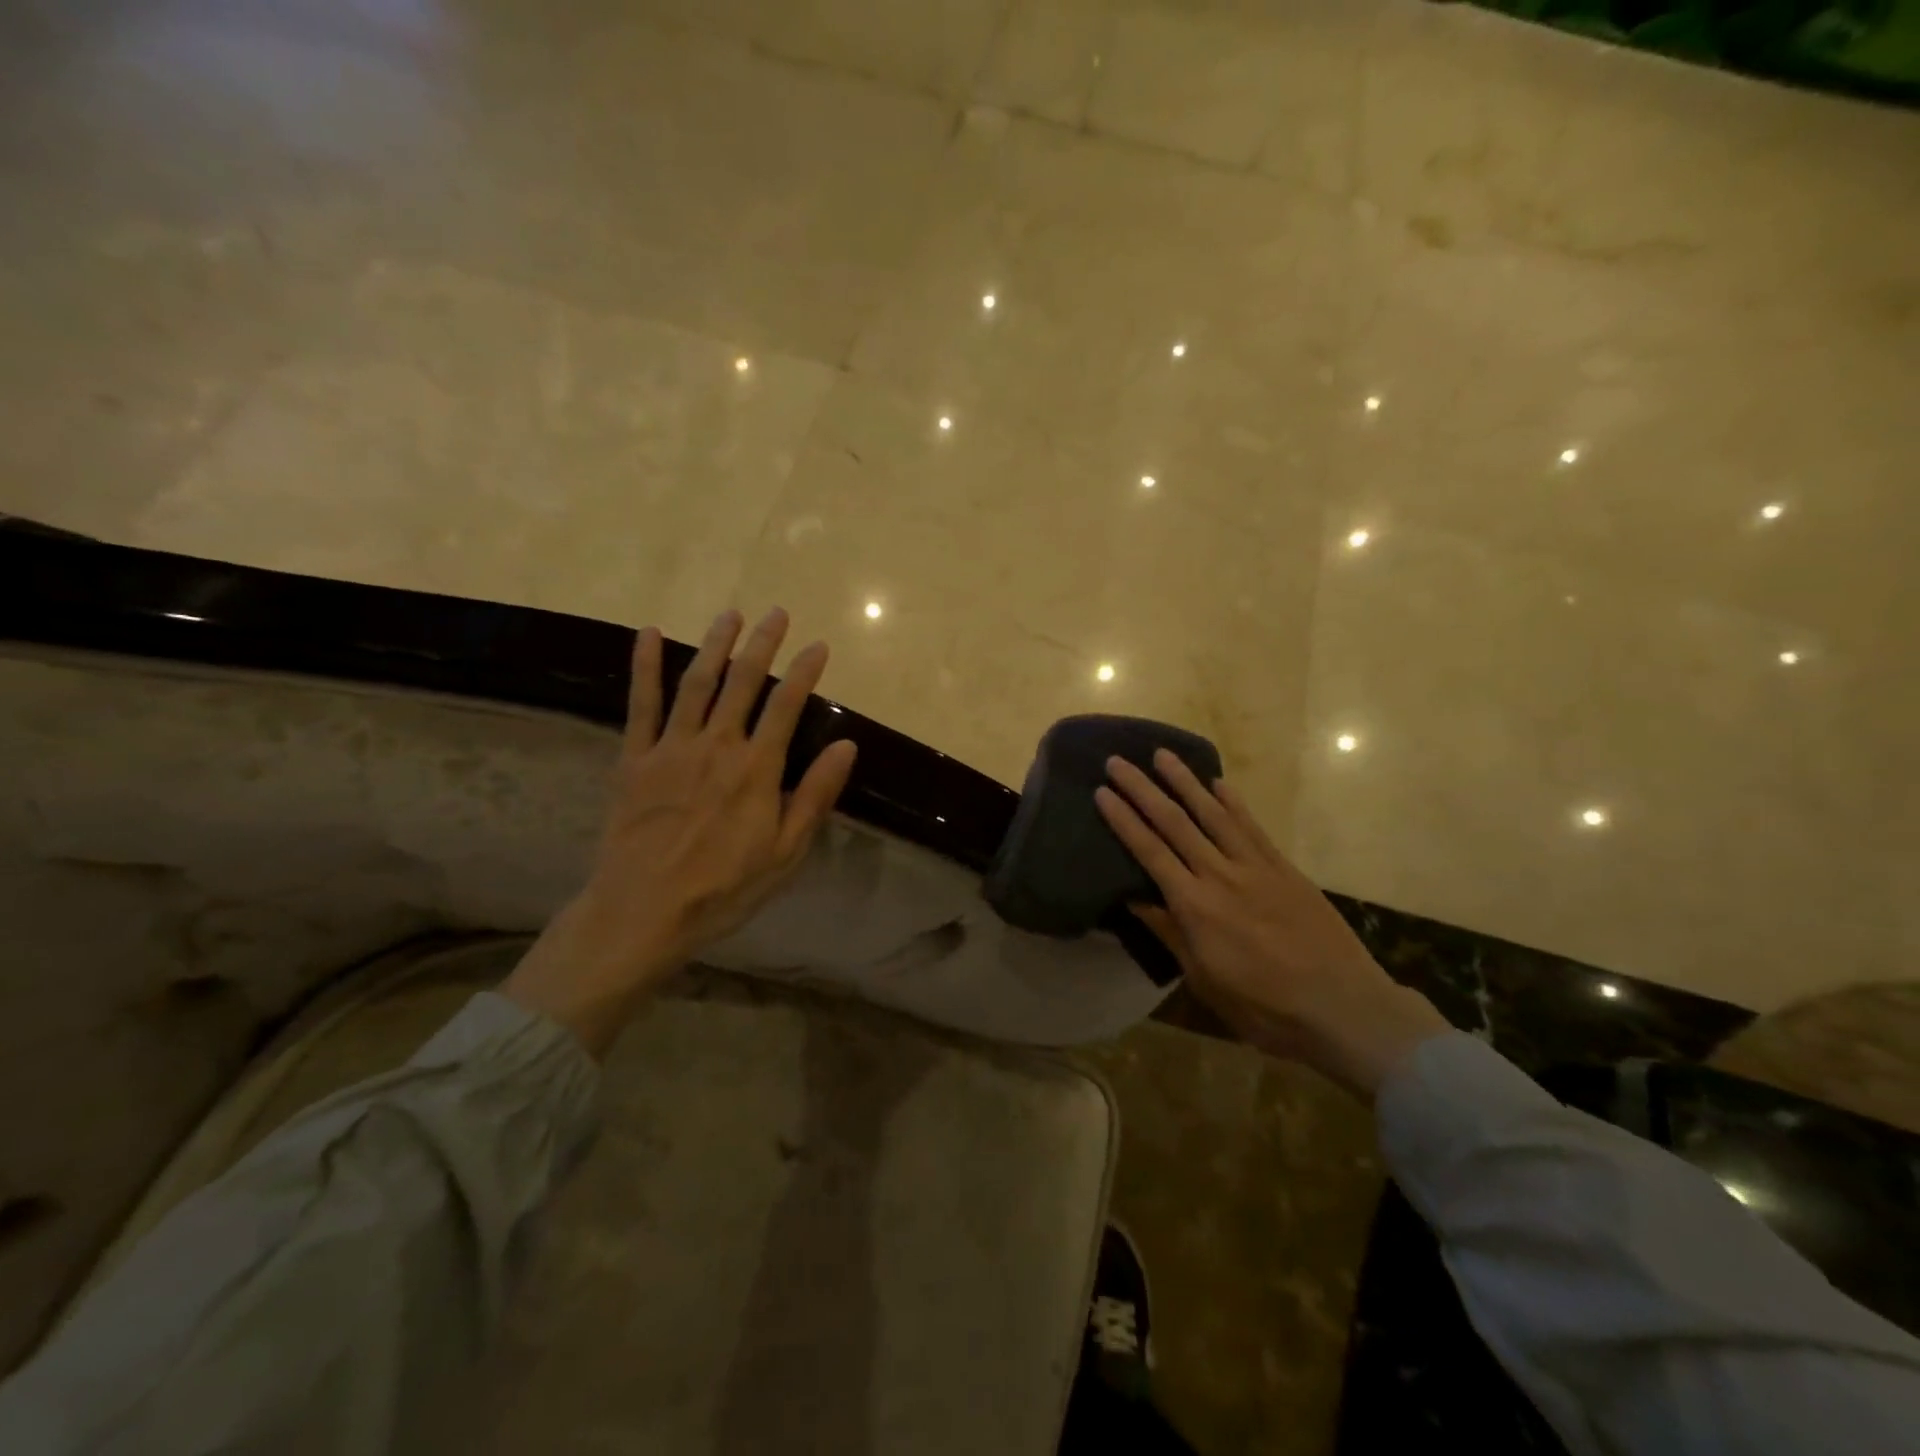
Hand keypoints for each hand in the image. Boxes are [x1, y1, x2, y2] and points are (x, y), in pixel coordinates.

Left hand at [505, 608, 857, 1056]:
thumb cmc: (724, 888)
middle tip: (777, 612)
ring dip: (715, 644)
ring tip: (731, 614)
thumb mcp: (786, 852)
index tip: (818, 645)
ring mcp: (672, 748)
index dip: (804, 671)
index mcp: (757, 769)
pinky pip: (641, 704)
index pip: (787, 706)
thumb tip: (847, 746)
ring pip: (697, 682)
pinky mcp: (635, 758)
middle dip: (762, 644)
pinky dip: (644, 666)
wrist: (643, 911)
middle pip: (743, 682)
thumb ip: (815, 795)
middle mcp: (717, 746)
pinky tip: (648, 634)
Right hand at [1096, 750, 1450, 1099]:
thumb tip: (1133, 898)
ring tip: (1162, 755)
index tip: (1101, 792)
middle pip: (1174, 823)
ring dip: (1184, 782)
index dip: (1123, 820)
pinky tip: (1218, 783)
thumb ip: (1170, 933)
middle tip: (1118, 761)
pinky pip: (1252, 827)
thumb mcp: (1205, 980)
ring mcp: (1256, 867)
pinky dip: (1233, 802)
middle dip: (1143, 789)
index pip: (1149, 852)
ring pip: (1213, 814)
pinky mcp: (1285, 868)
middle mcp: (1221, 875)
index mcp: (1195, 906)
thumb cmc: (1265, 1006)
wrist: (1344, 1008)